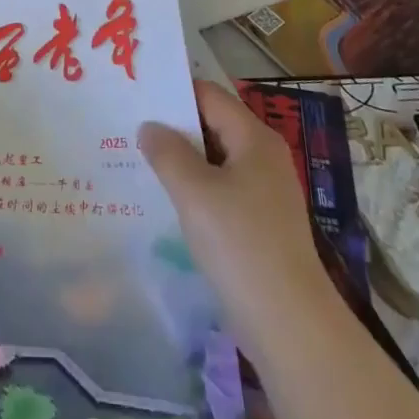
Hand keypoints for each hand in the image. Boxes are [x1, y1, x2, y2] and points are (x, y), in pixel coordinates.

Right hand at [138, 81, 332, 351]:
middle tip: (129, 129)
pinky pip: (220, 191)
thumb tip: (149, 127)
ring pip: (214, 160)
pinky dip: (194, 189)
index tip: (136, 96)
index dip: (173, 92)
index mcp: (254, 138)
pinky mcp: (260, 224)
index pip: (208, 95)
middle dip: (173, 127)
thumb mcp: (194, 192)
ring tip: (138, 162)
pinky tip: (166, 202)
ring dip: (181, 161)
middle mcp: (263, 157)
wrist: (290, 326)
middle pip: (212, 125)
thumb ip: (167, 152)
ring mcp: (265, 192)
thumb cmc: (241, 245)